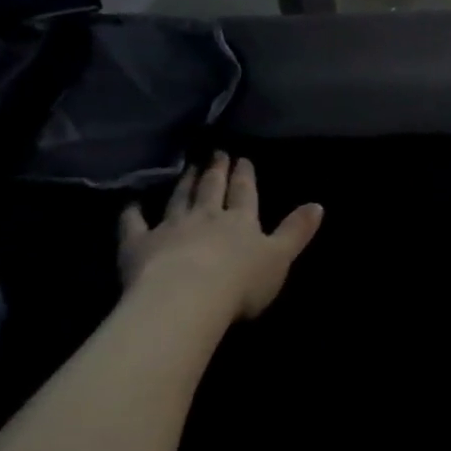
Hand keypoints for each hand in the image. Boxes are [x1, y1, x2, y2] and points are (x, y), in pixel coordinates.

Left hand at [118, 153, 322, 338]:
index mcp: (241, 222)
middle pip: (211, 190)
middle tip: (216, 153)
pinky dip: (132, 212)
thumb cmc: (241, 282)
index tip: (242, 159)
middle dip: (216, 171)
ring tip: (188, 168)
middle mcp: (206, 217)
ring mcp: (171, 228)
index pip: (244, 194)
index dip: (244, 176)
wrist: (186, 298)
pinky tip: (131, 203)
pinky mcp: (140, 244)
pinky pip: (134, 224)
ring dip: (184, 183)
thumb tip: (318, 204)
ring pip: (178, 199)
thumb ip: (296, 231)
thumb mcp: (281, 258)